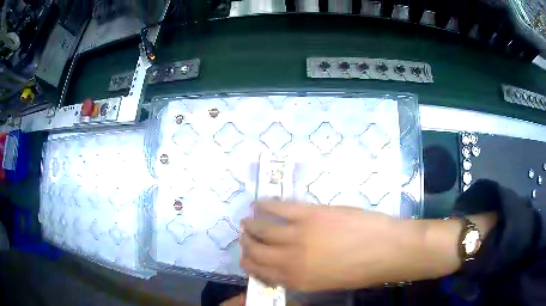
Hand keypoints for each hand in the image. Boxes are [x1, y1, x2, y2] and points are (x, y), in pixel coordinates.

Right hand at [240, 201, 422, 291]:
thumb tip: (285, 266)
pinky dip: (265, 204)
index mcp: (295, 280)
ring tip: (247, 221)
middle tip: (244, 237)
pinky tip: (259, 203)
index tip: (247, 257)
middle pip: (255, 252)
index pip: (260, 272)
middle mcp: (289, 260)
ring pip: (261, 229)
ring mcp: (297, 236)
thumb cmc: (360, 269)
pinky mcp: (308, 214)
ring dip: (250, 225)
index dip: (250, 264)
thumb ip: (301, 275)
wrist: (385, 250)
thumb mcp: (326, 282)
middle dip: (246, 245)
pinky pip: (278, 207)